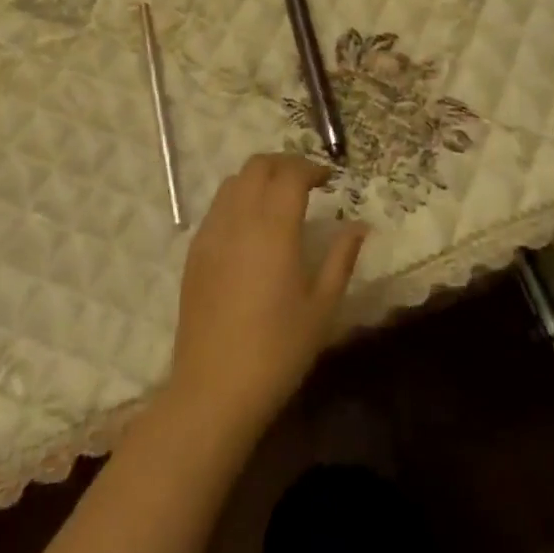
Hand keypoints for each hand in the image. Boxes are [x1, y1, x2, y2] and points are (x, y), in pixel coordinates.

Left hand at [169, 153, 366, 434]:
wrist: (215, 389)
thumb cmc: (278, 349)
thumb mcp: (322, 305)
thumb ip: (341, 257)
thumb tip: (359, 226)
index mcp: (274, 228)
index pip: (291, 174)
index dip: (312, 168)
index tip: (329, 181)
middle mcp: (239, 219)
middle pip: (257, 166)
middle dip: (284, 164)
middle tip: (307, 182)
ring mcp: (211, 234)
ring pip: (233, 182)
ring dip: (259, 179)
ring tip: (279, 200)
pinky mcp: (194, 253)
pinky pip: (217, 208)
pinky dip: (238, 200)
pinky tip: (252, 228)